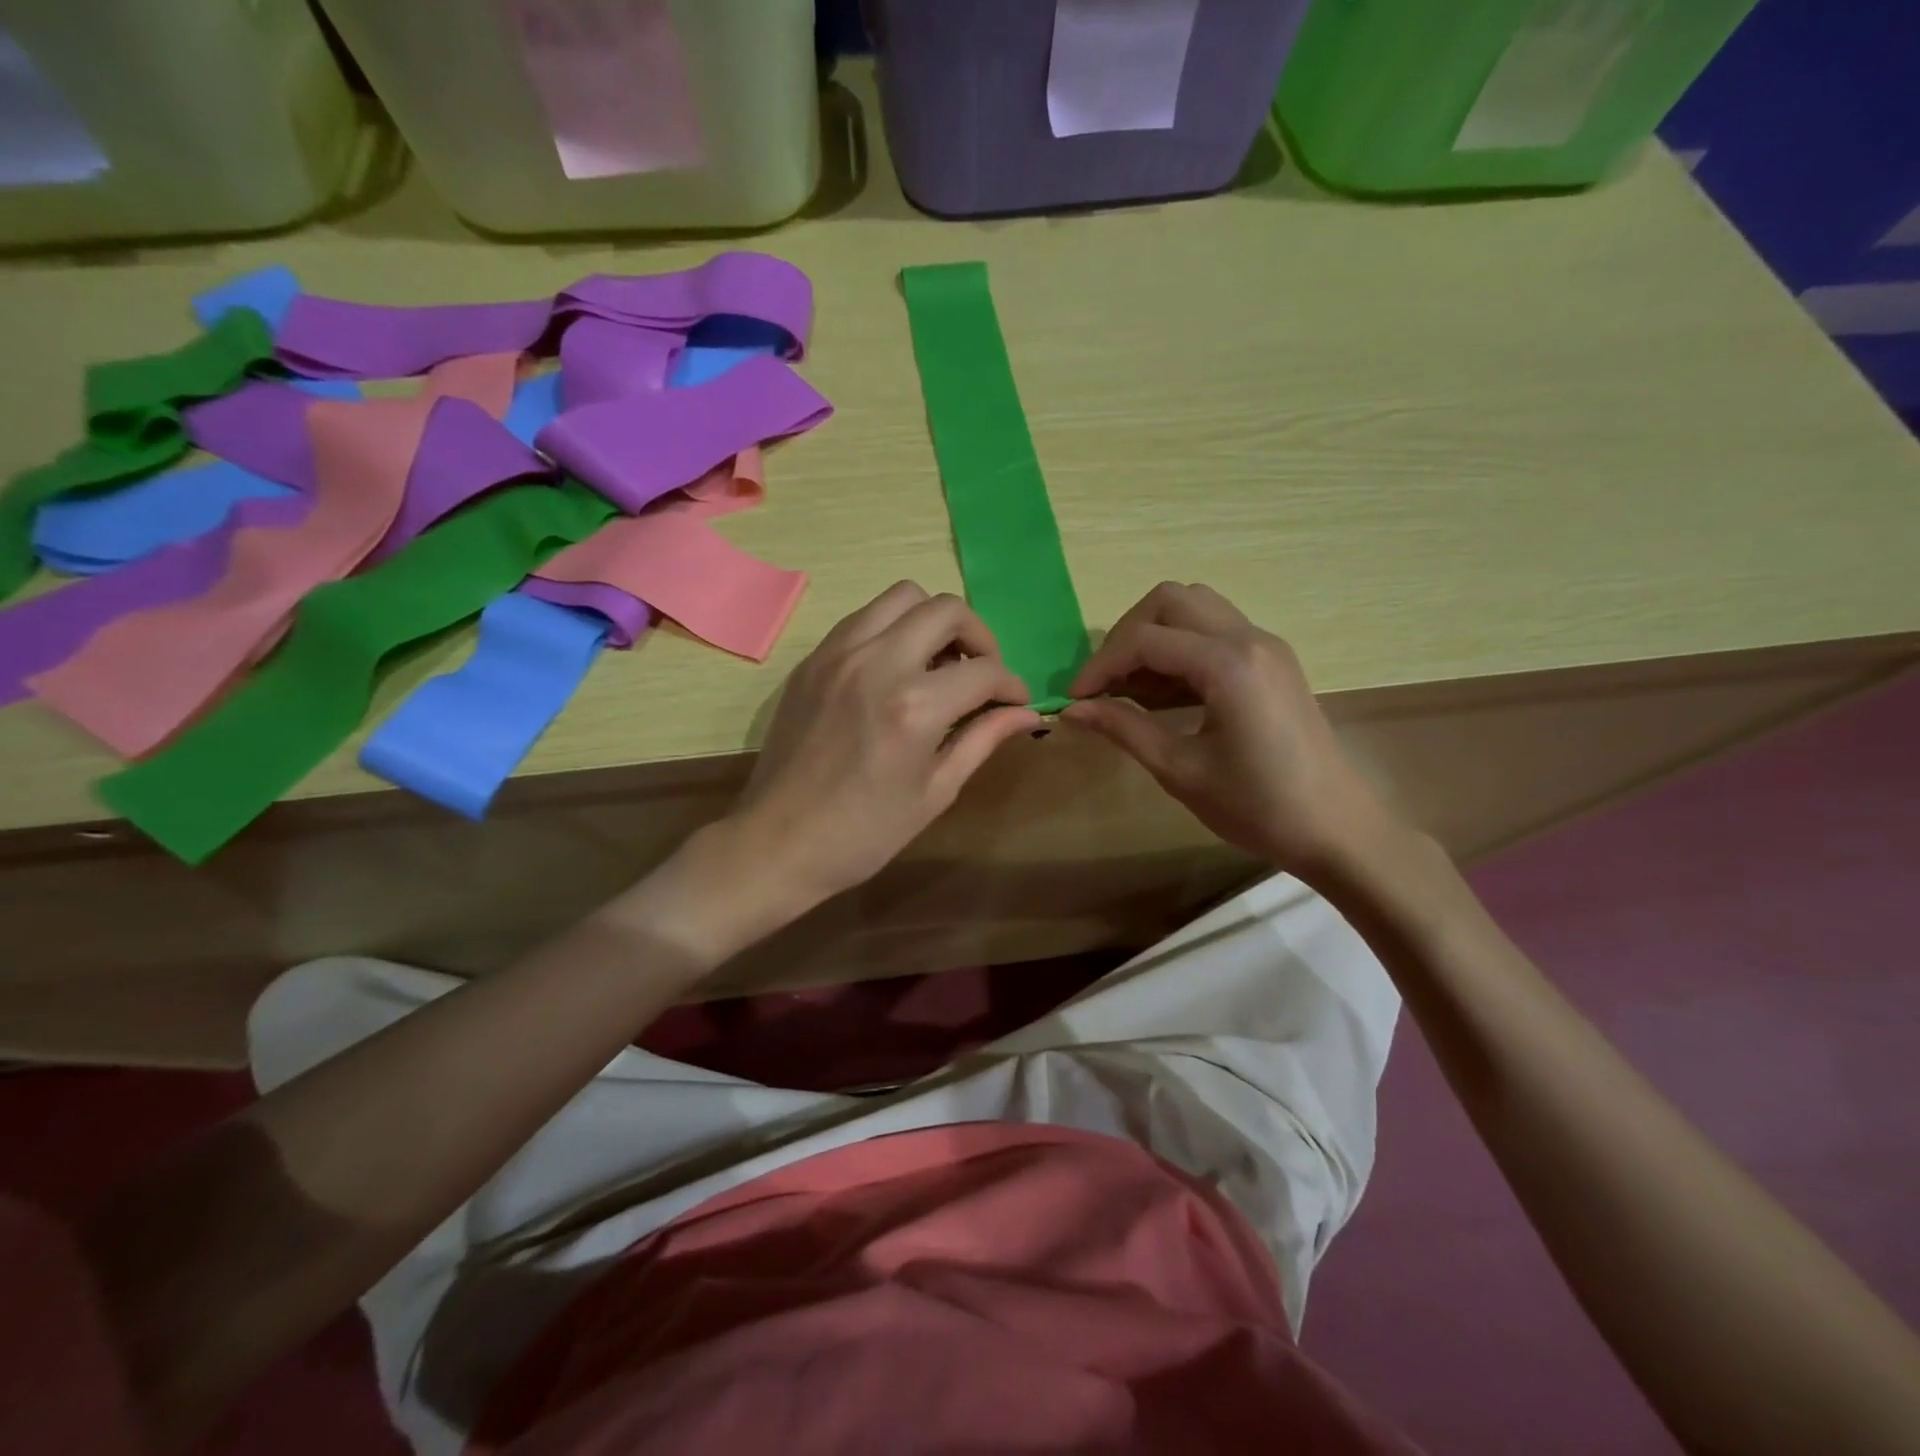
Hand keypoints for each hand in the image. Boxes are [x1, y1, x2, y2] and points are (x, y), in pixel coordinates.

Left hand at [725, 581, 1039, 914]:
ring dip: (933, 621)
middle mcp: (878, 663)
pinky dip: (893, 629)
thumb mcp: (935, 792)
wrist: (779, 842)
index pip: (984, 670)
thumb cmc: (865, 832)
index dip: (1011, 685)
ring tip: (938, 664)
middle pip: (947, 610)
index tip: (1014, 702)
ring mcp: (838, 654)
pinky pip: (864, 617)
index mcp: (914, 707)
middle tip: (980, 674)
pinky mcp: (813, 659)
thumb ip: (983, 740)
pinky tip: (896, 669)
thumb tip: (1028, 713)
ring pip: (902, 597)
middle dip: (979, 638)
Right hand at [1062, 582, 1400, 876]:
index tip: (1075, 699)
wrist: (1337, 829)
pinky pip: (1215, 629)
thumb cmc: (1257, 807)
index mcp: (1228, 664)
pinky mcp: (1272, 660)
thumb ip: (1124, 728)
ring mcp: (1266, 645)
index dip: (1100, 665)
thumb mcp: (1181, 771)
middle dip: (1126, 635)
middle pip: (1170, 600)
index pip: (1145, 640)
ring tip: (1132, 686)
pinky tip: (1166, 691)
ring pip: (1195, 606)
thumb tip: (1071, 710)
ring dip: (1154, 635)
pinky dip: (1181, 645)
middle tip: (1105, 683)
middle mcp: (1249, 638)